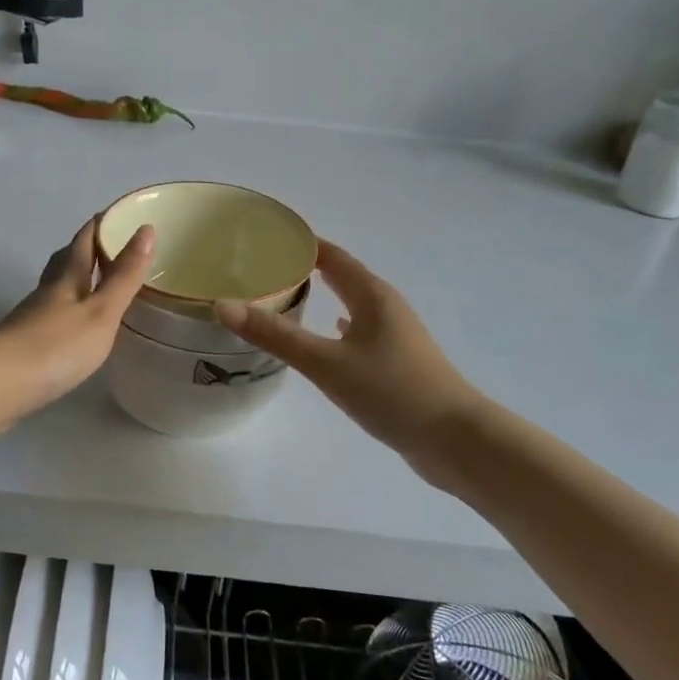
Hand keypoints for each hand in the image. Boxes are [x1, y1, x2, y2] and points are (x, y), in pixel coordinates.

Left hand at [0, 217, 154, 438]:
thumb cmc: (54, 347)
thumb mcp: (100, 312)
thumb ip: (124, 276)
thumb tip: (146, 229)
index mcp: (66, 277)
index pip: (85, 238)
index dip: (103, 223)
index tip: (123, 213)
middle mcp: (47, 290)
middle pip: (67, 259)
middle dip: (88, 248)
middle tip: (114, 245)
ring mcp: (32, 317)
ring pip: (58, 287)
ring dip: (78, 279)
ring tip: (101, 282)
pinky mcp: (25, 344)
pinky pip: (53, 315)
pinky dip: (69, 309)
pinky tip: (77, 324)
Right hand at [213, 241, 490, 489]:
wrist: (456, 441)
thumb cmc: (392, 391)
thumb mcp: (326, 363)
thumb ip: (275, 335)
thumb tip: (222, 304)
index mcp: (371, 294)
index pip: (331, 255)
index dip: (300, 243)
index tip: (264, 237)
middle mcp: (384, 306)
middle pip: (342, 275)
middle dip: (306, 267)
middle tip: (264, 266)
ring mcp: (395, 335)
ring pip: (351, 303)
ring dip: (322, 295)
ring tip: (284, 296)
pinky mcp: (398, 362)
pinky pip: (359, 331)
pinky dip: (337, 326)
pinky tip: (326, 336)